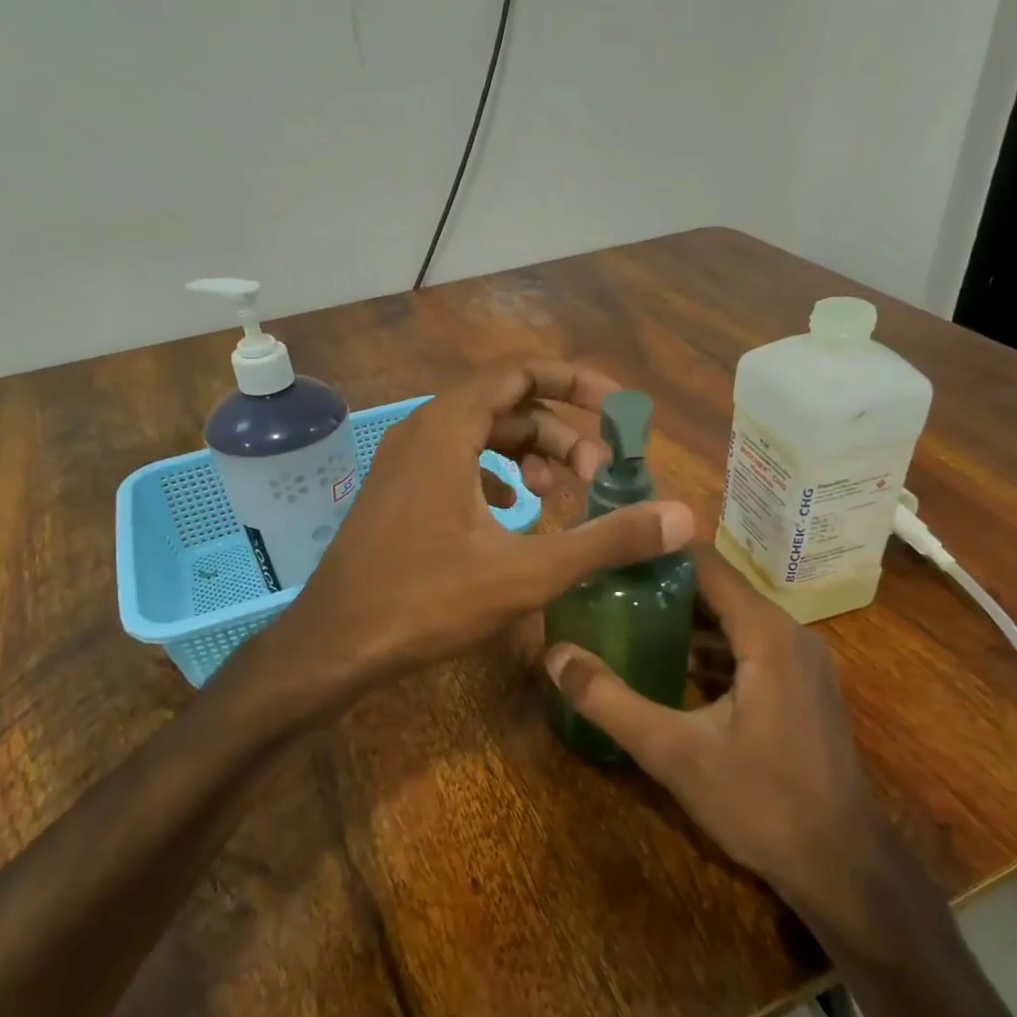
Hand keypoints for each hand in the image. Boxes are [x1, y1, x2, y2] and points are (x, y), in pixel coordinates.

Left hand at [283, 361, 694, 690]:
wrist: (335, 643)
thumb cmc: (427, 601)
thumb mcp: (527, 572)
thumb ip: (606, 539)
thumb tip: (682, 517)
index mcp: (449, 428)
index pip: (521, 373)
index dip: (576, 383)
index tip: (618, 411)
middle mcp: (422, 431)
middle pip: (506, 406)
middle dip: (560, 432)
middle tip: (598, 475)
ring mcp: (403, 463)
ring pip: (480, 436)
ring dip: (528, 456)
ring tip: (560, 494)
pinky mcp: (397, 494)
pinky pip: (456, 464)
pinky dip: (494, 477)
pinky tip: (512, 515)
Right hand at [544, 545, 893, 937]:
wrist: (843, 867)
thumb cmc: (761, 803)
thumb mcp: (673, 753)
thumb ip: (610, 701)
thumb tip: (555, 656)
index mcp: (766, 633)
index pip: (706, 564)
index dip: (657, 552)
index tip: (609, 551)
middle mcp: (790, 634)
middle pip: (718, 589)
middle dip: (663, 585)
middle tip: (606, 587)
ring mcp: (801, 662)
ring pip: (734, 619)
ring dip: (686, 618)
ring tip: (627, 617)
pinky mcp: (802, 688)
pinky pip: (749, 647)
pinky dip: (710, 647)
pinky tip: (670, 665)